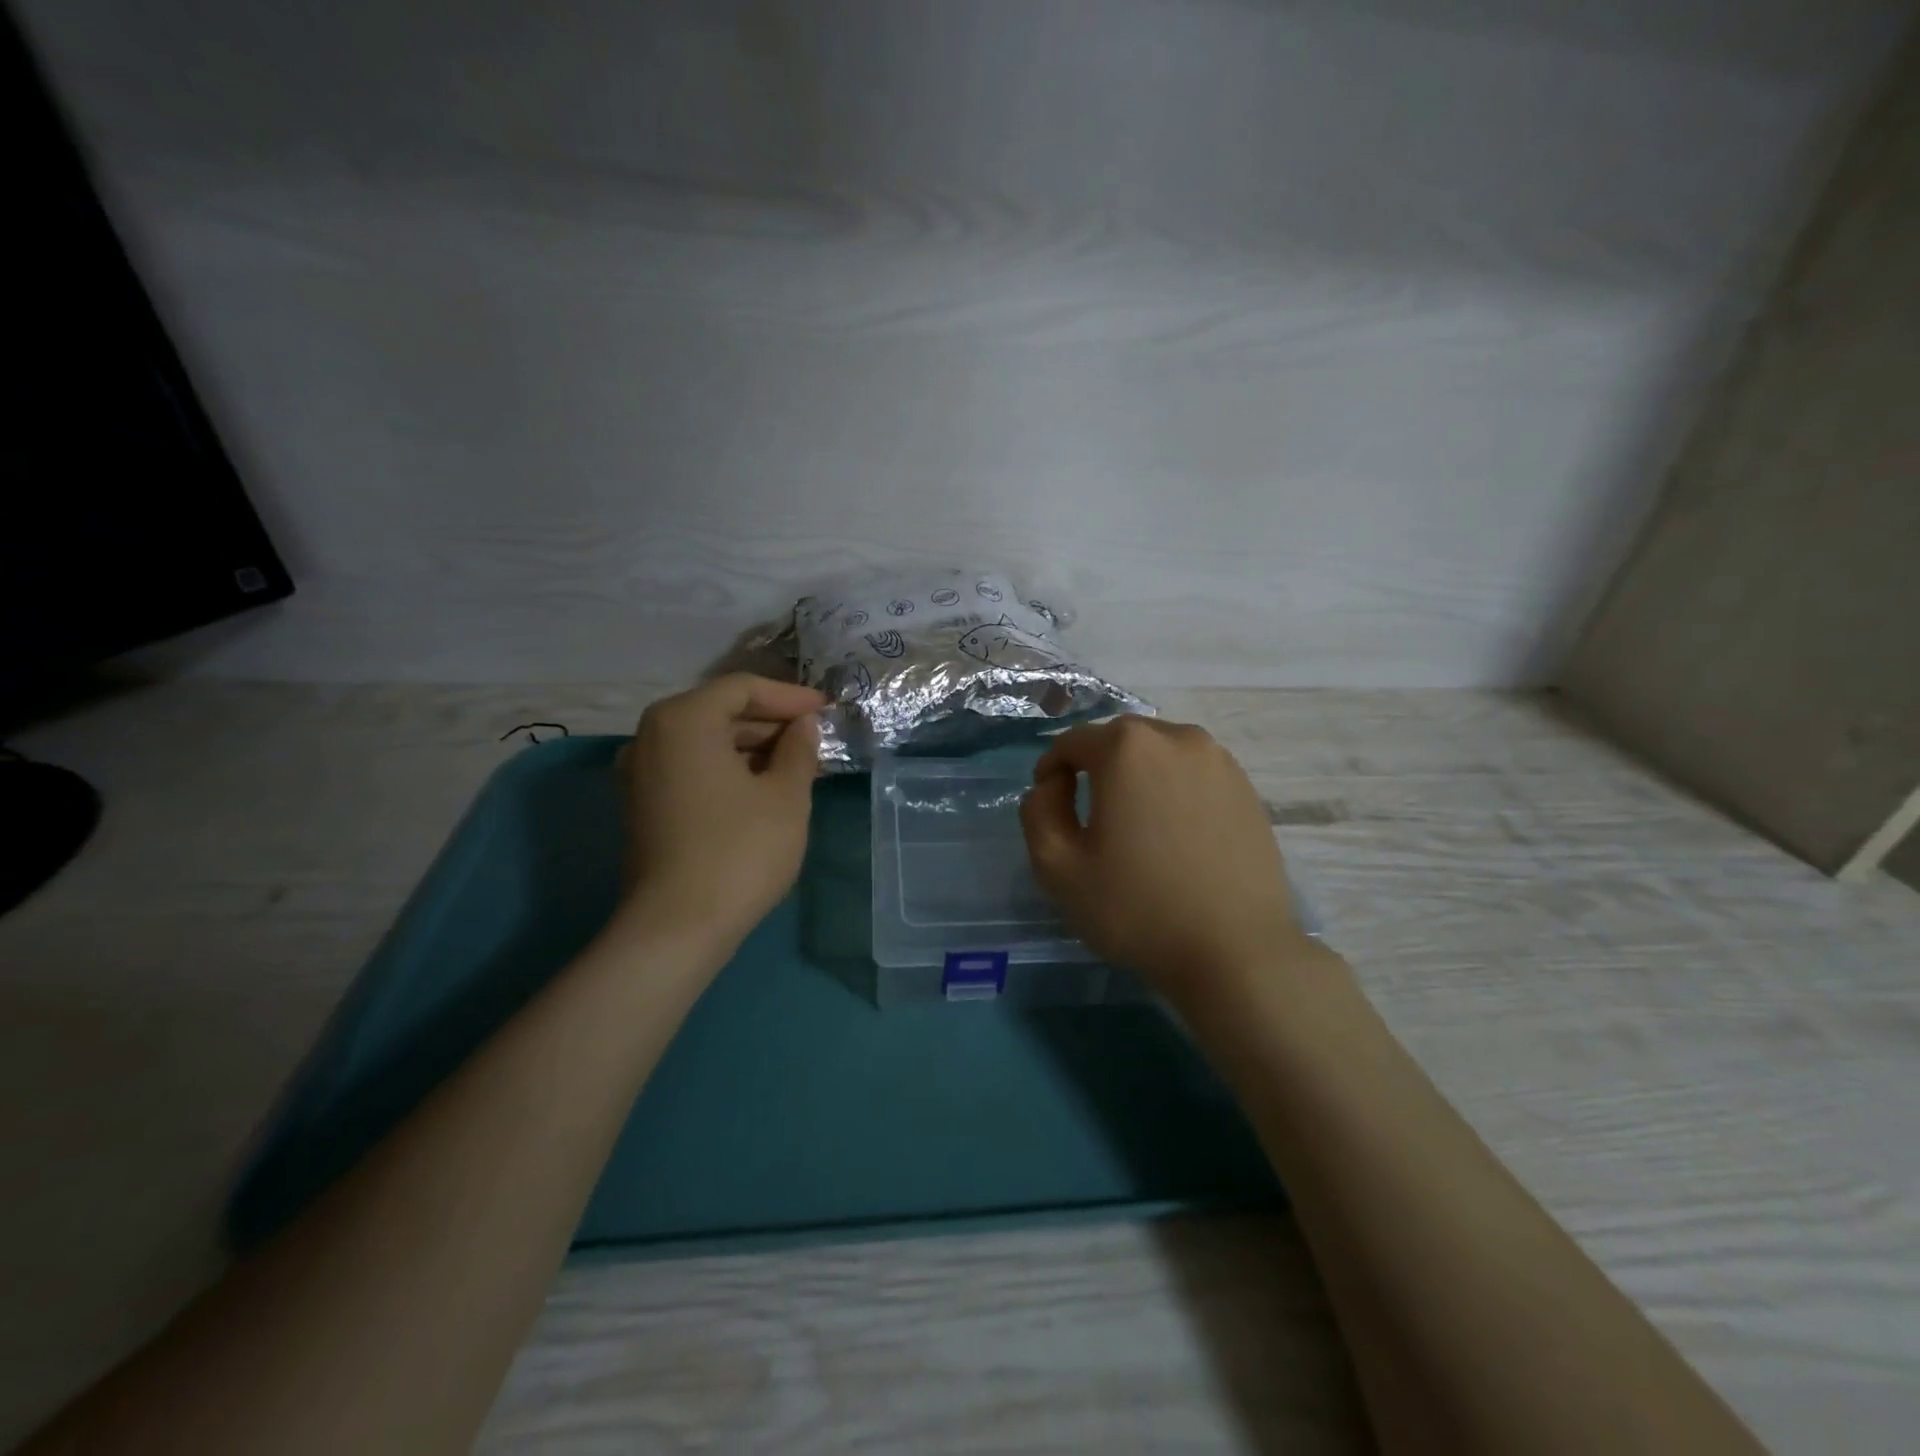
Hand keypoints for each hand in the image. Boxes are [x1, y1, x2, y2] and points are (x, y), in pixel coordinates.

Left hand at [618, 674, 825, 951]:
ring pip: (707, 742)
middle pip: (721, 712)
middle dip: (772, 724)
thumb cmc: (739, 850)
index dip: (790, 697)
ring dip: (754, 748)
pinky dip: (729, 769)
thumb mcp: (786, 795)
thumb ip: (799, 749)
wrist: (677, 927)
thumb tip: (803, 726)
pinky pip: (693, 768)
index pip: (743, 688)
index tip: (827, 711)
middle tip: (817, 741)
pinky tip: (765, 788)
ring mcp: (641, 772)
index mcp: (683, 720)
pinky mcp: (644, 805)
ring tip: (799, 766)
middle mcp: (651, 736)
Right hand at [1020, 715, 1310, 1001]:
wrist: (1235, 951)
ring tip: (1134, 823)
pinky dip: (1174, 790)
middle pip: (1118, 740)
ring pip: (1160, 753)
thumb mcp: (1057, 867)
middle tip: (1089, 815)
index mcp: (1127, 748)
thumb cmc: (1137, 908)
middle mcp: (1176, 737)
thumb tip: (1052, 786)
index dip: (1051, 770)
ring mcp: (1219, 760)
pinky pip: (1193, 774)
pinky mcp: (1247, 788)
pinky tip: (1174, 834)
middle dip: (1095, 767)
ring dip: (1137, 776)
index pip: (1073, 741)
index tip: (1050, 806)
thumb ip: (1038, 812)